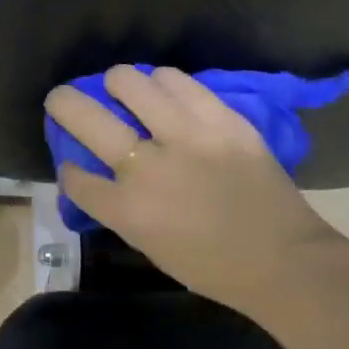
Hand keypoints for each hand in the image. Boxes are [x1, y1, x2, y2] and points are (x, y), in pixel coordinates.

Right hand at [44, 65, 346, 310]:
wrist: (284, 260)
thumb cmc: (212, 266)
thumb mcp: (150, 247)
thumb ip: (119, 208)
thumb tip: (96, 174)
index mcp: (128, 211)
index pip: (76, 177)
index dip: (69, 168)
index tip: (73, 164)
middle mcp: (148, 168)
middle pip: (85, 117)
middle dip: (64, 102)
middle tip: (64, 98)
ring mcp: (187, 138)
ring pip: (131, 82)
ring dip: (120, 85)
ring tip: (126, 91)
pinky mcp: (221, 119)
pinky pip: (178, 81)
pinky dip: (164, 83)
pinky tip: (166, 93)